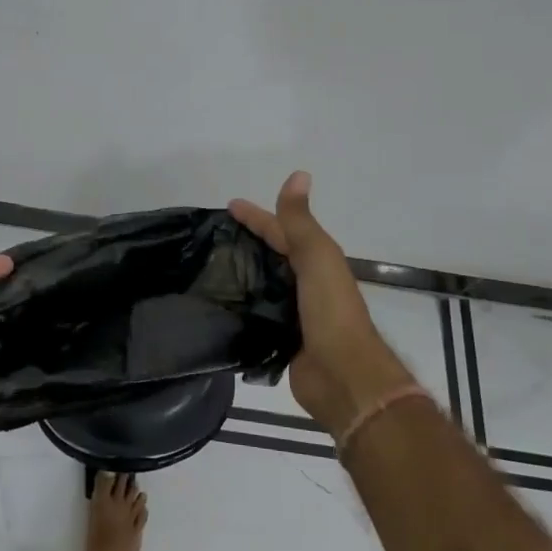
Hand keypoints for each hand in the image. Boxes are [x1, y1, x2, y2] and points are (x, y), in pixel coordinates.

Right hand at [230, 171, 418, 436]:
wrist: (344, 376)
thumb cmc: (331, 311)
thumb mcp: (316, 257)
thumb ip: (300, 221)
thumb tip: (299, 173)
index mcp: (317, 260)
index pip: (281, 230)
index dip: (257, 216)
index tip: (228, 206)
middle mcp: (307, 283)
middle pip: (273, 255)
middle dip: (248, 242)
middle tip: (212, 238)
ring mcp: (295, 312)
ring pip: (264, 284)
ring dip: (242, 274)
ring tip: (207, 268)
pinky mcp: (283, 339)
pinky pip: (258, 314)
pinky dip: (242, 305)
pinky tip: (218, 304)